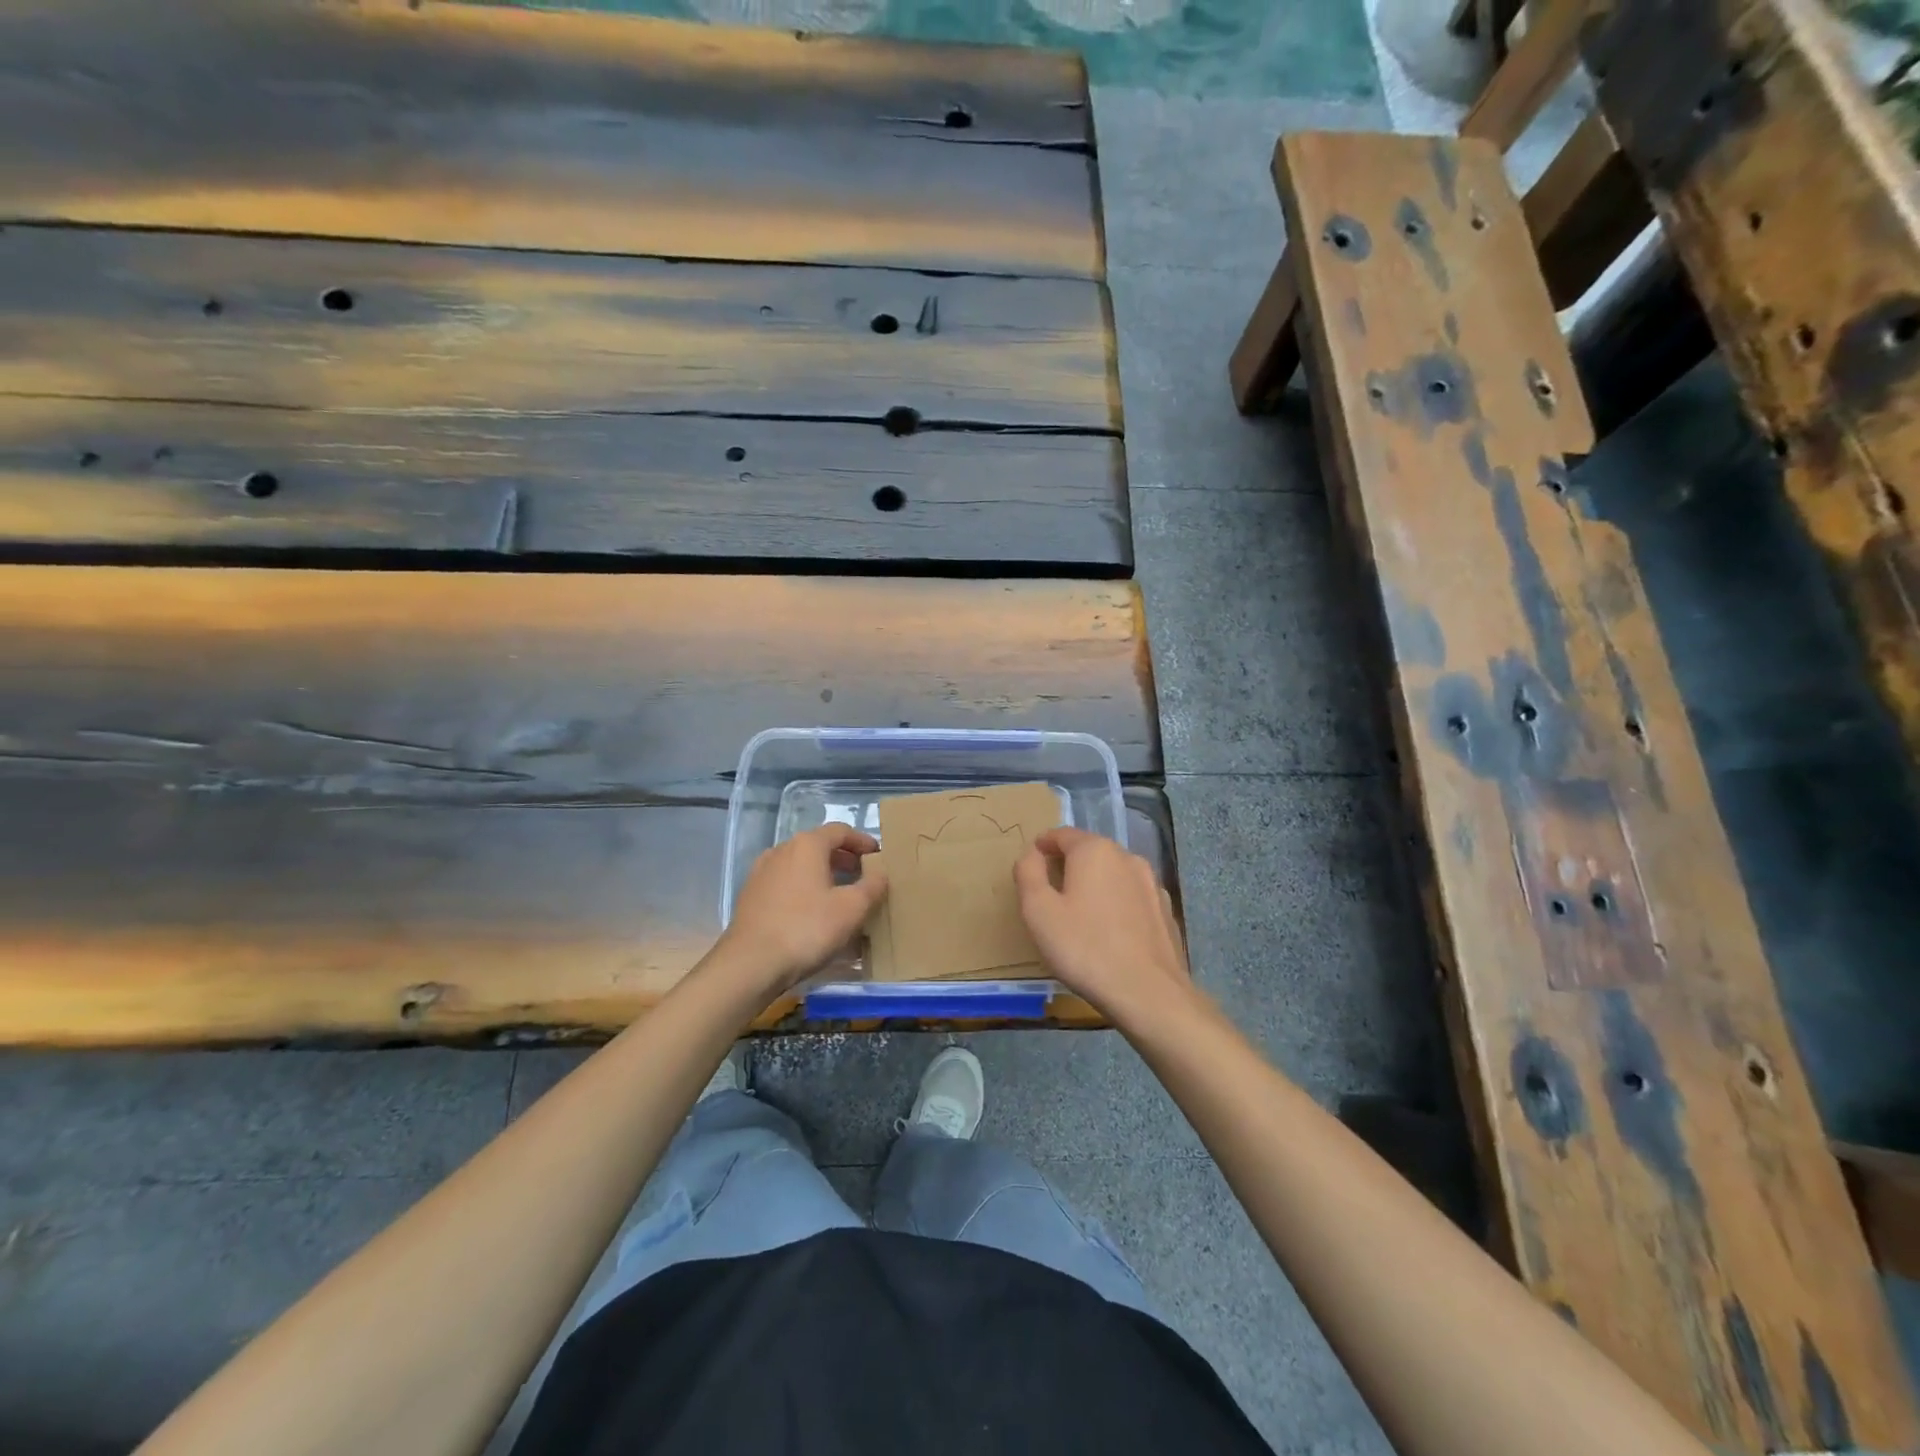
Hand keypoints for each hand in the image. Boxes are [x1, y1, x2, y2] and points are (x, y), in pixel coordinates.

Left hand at [717, 825, 887, 994]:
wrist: (750, 963)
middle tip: (863, 876)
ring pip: (800, 865)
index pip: (840, 831)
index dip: (862, 841)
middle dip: (843, 859)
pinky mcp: (751, 895)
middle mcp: (781, 850)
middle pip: (818, 846)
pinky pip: (785, 883)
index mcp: (807, 845)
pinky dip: (804, 889)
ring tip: (839, 895)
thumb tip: (880, 873)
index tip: (878, 855)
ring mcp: (762, 872)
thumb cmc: (807, 929)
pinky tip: (812, 912)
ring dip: (823, 875)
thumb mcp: (852, 909)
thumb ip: (872, 886)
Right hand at [1013, 827, 1190, 1023]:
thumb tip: (1033, 854)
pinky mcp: (1166, 912)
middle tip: (1050, 892)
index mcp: (1095, 850)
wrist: (1148, 993)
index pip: (1062, 834)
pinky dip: (1116, 905)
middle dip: (1068, 865)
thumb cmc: (1084, 948)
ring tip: (1079, 914)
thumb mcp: (1038, 910)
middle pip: (1090, 852)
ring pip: (1113, 874)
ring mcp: (1151, 884)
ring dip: (1094, 885)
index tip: (1031, 865)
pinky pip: (1131, 898)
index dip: (1043, 846)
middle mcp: (1127, 857)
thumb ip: (1028, 873)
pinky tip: (1110, 932)